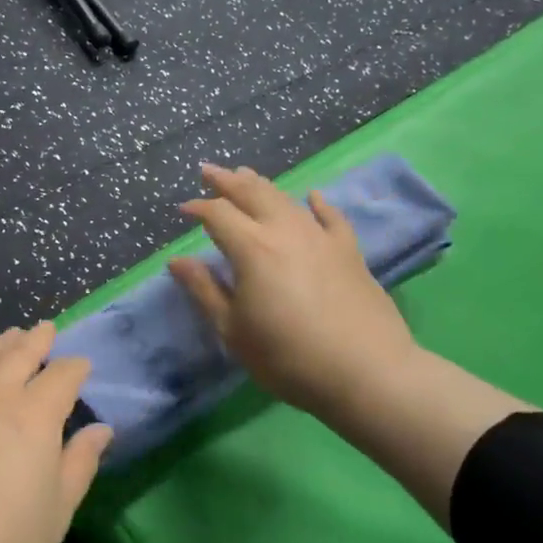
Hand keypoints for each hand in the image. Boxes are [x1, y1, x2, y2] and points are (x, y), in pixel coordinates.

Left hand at [0, 322, 113, 542]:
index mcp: (33, 415)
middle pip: (18, 355)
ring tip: (10, 336)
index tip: (82, 367)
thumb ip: (80, 462)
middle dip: (37, 340)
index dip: (75, 368)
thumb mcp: (58, 510)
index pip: (62, 376)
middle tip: (46, 329)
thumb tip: (100, 429)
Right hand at [170, 163, 419, 417]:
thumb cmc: (288, 357)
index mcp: (252, 249)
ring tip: (247, 175)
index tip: (183, 209)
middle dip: (227, 181)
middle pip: (252, 194)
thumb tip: (176, 261)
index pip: (218, 215)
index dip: (198, 208)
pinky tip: (312, 196)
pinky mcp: (349, 251)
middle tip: (209, 171)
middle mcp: (285, 231)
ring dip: (262, 185)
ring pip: (287, 200)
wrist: (366, 372)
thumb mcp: (233, 331)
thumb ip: (205, 291)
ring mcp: (321, 238)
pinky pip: (331, 217)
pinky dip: (318, 203)